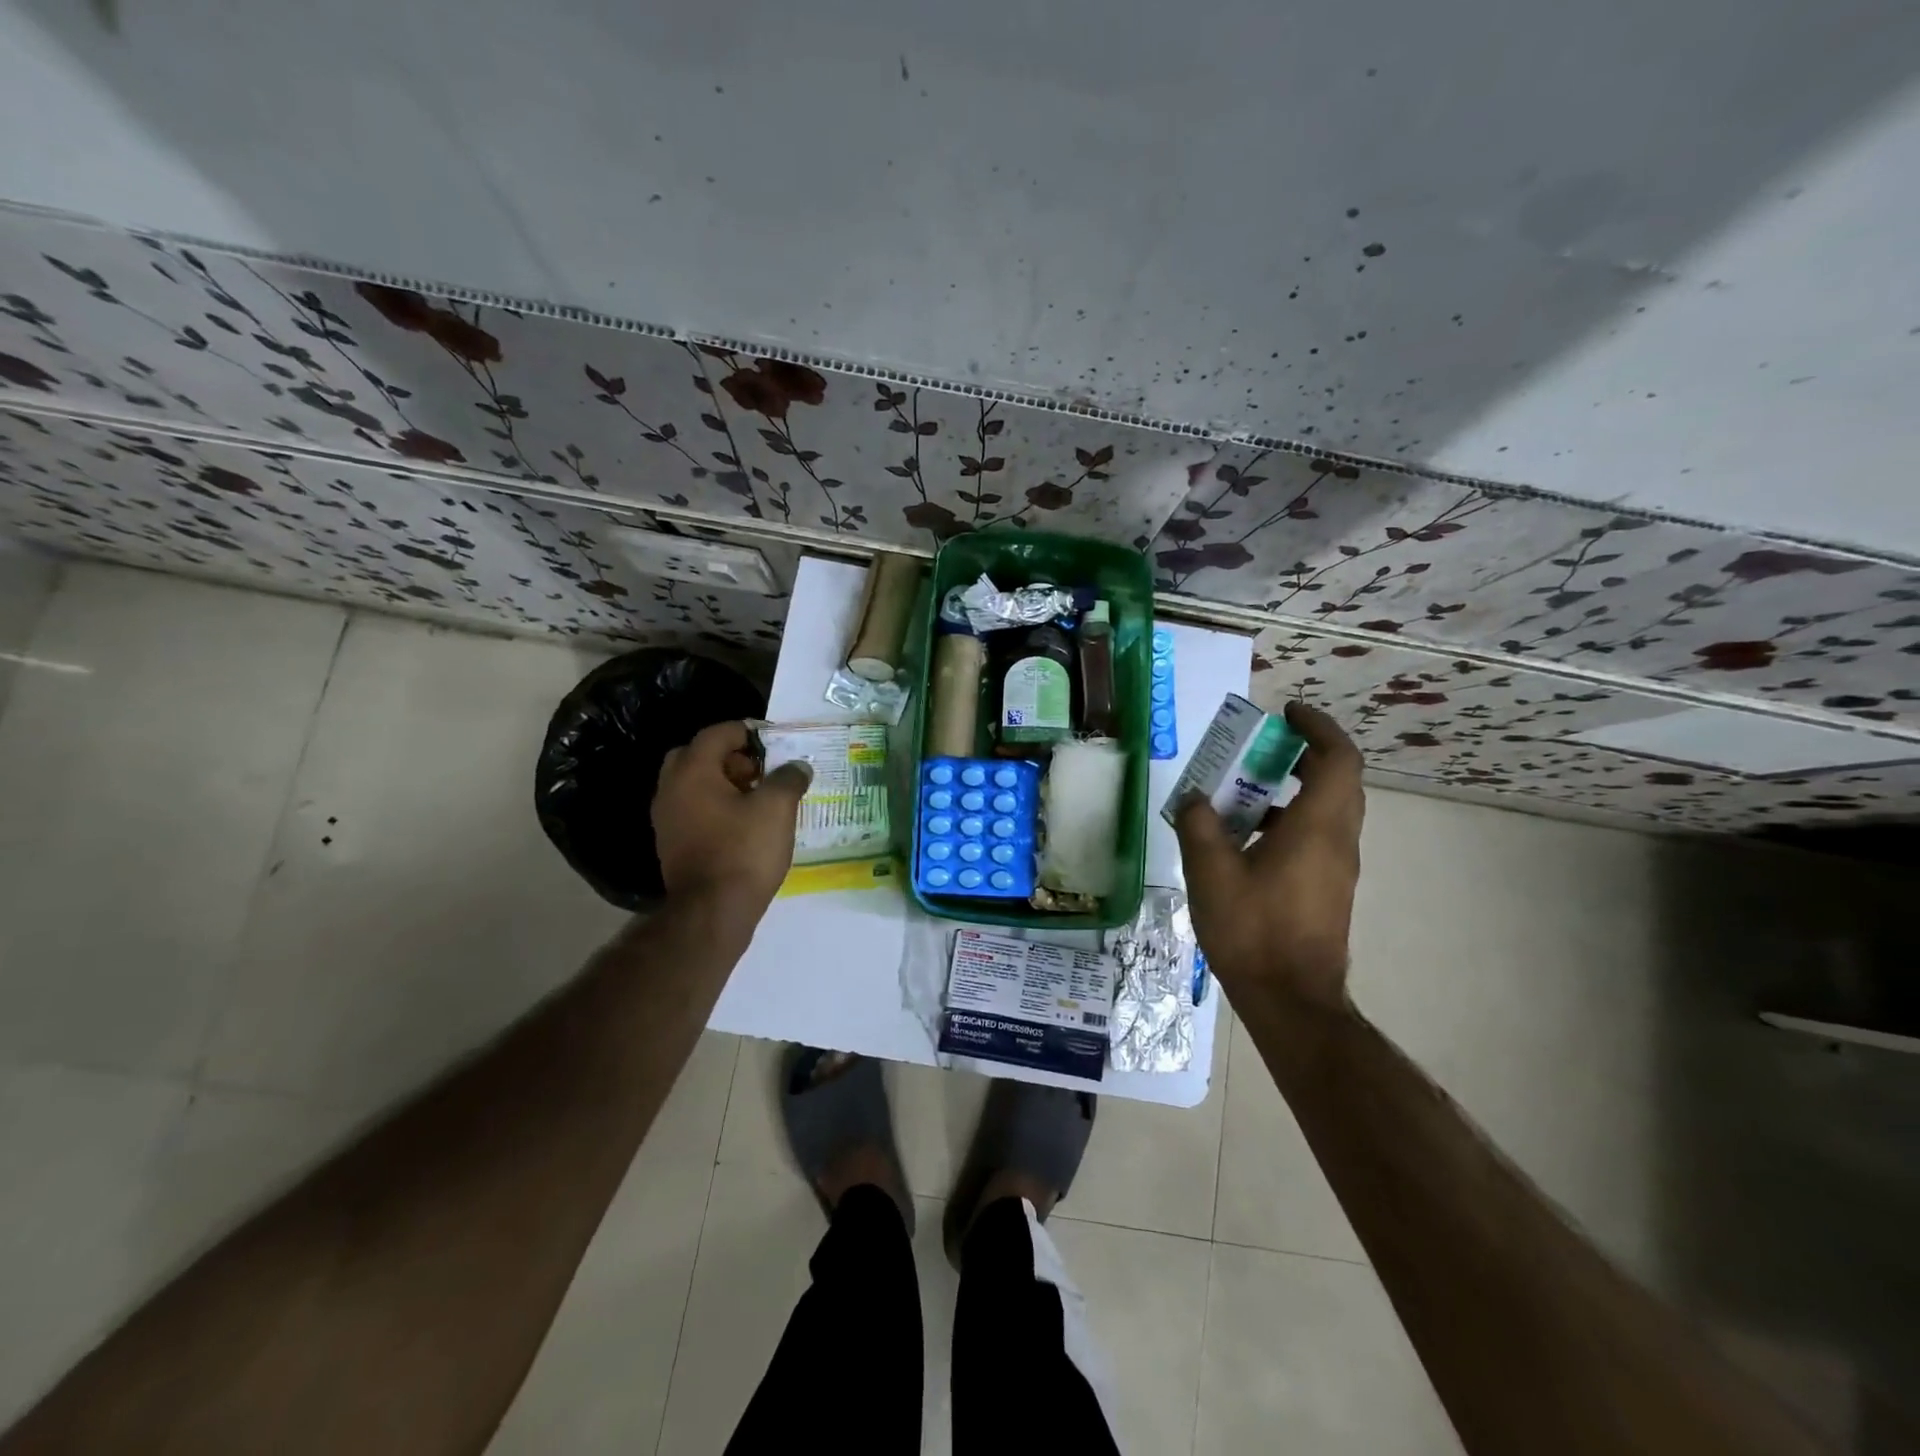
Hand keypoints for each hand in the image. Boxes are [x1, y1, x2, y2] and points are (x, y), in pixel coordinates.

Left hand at [652, 721, 811, 913]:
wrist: (712, 912)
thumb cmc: (744, 851)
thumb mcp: (777, 808)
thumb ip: (788, 778)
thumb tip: (797, 767)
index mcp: (692, 771)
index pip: (716, 733)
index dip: (746, 731)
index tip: (773, 740)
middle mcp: (671, 789)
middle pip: (698, 756)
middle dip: (730, 757)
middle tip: (760, 770)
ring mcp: (667, 819)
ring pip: (694, 784)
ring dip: (723, 782)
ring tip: (758, 797)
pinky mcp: (673, 844)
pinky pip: (693, 809)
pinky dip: (716, 806)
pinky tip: (744, 823)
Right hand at [1174, 702, 1364, 1011]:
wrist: (1290, 999)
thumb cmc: (1253, 929)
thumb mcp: (1211, 871)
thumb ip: (1200, 825)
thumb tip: (1195, 798)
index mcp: (1317, 827)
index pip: (1338, 758)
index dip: (1318, 727)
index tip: (1287, 713)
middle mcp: (1338, 840)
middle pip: (1337, 780)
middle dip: (1304, 754)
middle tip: (1263, 747)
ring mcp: (1337, 868)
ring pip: (1327, 810)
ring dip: (1292, 790)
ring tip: (1242, 792)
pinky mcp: (1328, 890)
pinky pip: (1316, 837)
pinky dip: (1288, 821)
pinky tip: (1245, 841)